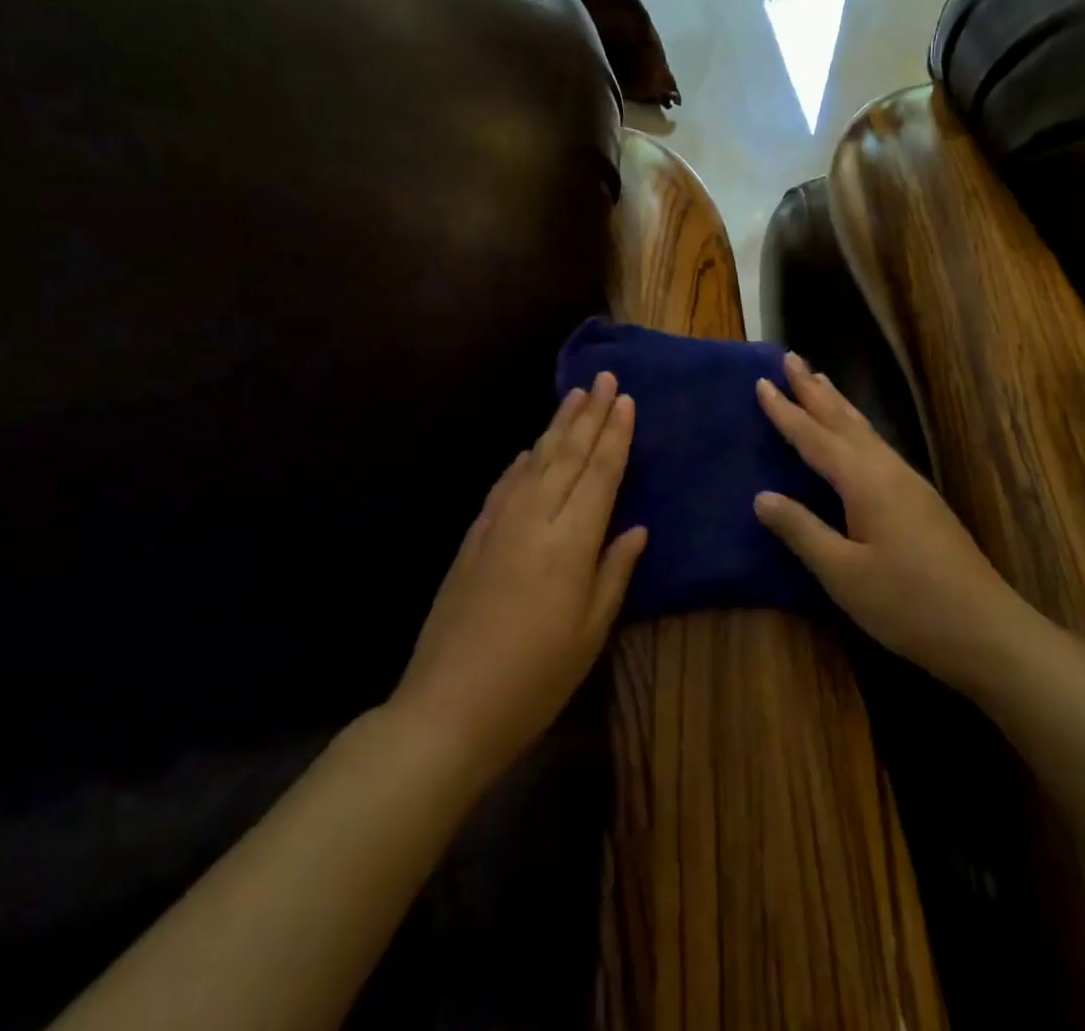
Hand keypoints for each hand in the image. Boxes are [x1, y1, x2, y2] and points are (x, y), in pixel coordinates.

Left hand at [395, 372, 645, 777]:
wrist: (449, 706)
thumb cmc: (535, 677)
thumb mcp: (590, 631)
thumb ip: (614, 571)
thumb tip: (636, 527)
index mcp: (570, 541)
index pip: (600, 473)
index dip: (616, 435)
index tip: (627, 401)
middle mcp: (535, 518)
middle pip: (568, 455)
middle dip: (590, 414)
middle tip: (605, 378)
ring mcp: (499, 523)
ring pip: (535, 460)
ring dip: (558, 426)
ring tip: (575, 395)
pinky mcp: (475, 536)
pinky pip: (506, 483)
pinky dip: (523, 459)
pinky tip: (531, 448)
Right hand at [754, 353, 1019, 693]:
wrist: (986, 629)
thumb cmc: (907, 603)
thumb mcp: (843, 574)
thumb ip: (802, 530)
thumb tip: (761, 496)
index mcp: (864, 481)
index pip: (814, 437)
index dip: (785, 411)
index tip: (762, 381)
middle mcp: (887, 470)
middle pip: (843, 420)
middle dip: (814, 389)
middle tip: (790, 357)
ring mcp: (909, 482)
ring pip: (865, 430)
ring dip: (838, 403)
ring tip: (820, 379)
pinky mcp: (921, 499)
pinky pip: (877, 445)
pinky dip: (856, 427)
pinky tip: (857, 435)